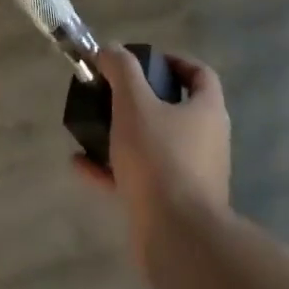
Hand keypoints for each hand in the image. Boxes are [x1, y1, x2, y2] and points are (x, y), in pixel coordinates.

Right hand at [74, 46, 230, 276]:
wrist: (178, 239)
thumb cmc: (160, 159)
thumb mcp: (135, 104)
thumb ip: (122, 70)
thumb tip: (111, 49)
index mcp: (207, 112)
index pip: (200, 74)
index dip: (174, 61)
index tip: (143, 61)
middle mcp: (206, 141)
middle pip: (176, 109)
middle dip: (141, 99)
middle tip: (112, 93)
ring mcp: (192, 176)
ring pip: (155, 145)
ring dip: (124, 135)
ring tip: (92, 127)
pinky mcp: (173, 206)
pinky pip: (141, 178)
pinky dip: (113, 169)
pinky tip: (81, 165)